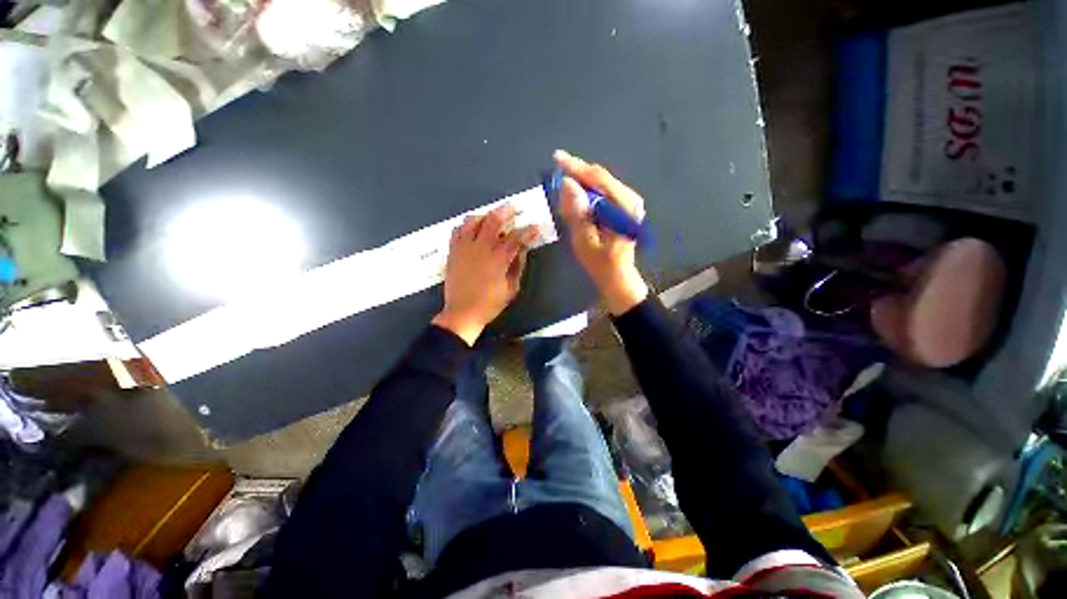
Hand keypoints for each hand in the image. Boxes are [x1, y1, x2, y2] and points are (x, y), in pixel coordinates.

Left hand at [432, 205, 538, 344]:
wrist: (462, 312)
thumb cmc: (490, 303)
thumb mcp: (511, 289)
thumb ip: (517, 266)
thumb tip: (521, 249)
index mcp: (498, 259)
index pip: (516, 238)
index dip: (528, 231)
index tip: (535, 227)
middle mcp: (481, 248)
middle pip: (493, 221)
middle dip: (506, 212)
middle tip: (513, 209)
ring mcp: (464, 247)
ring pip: (473, 220)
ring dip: (485, 215)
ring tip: (491, 217)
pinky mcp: (453, 251)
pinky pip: (457, 230)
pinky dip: (466, 225)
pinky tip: (472, 229)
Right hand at [555, 150, 649, 314]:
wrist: (617, 277)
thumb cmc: (601, 264)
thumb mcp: (585, 241)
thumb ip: (577, 213)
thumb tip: (567, 183)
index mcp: (624, 207)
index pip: (598, 178)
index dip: (576, 167)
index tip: (557, 158)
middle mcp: (630, 199)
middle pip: (600, 177)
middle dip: (577, 174)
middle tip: (555, 171)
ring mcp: (628, 202)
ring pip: (599, 183)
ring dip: (580, 183)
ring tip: (562, 187)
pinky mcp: (622, 207)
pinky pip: (601, 192)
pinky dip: (586, 193)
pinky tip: (575, 197)